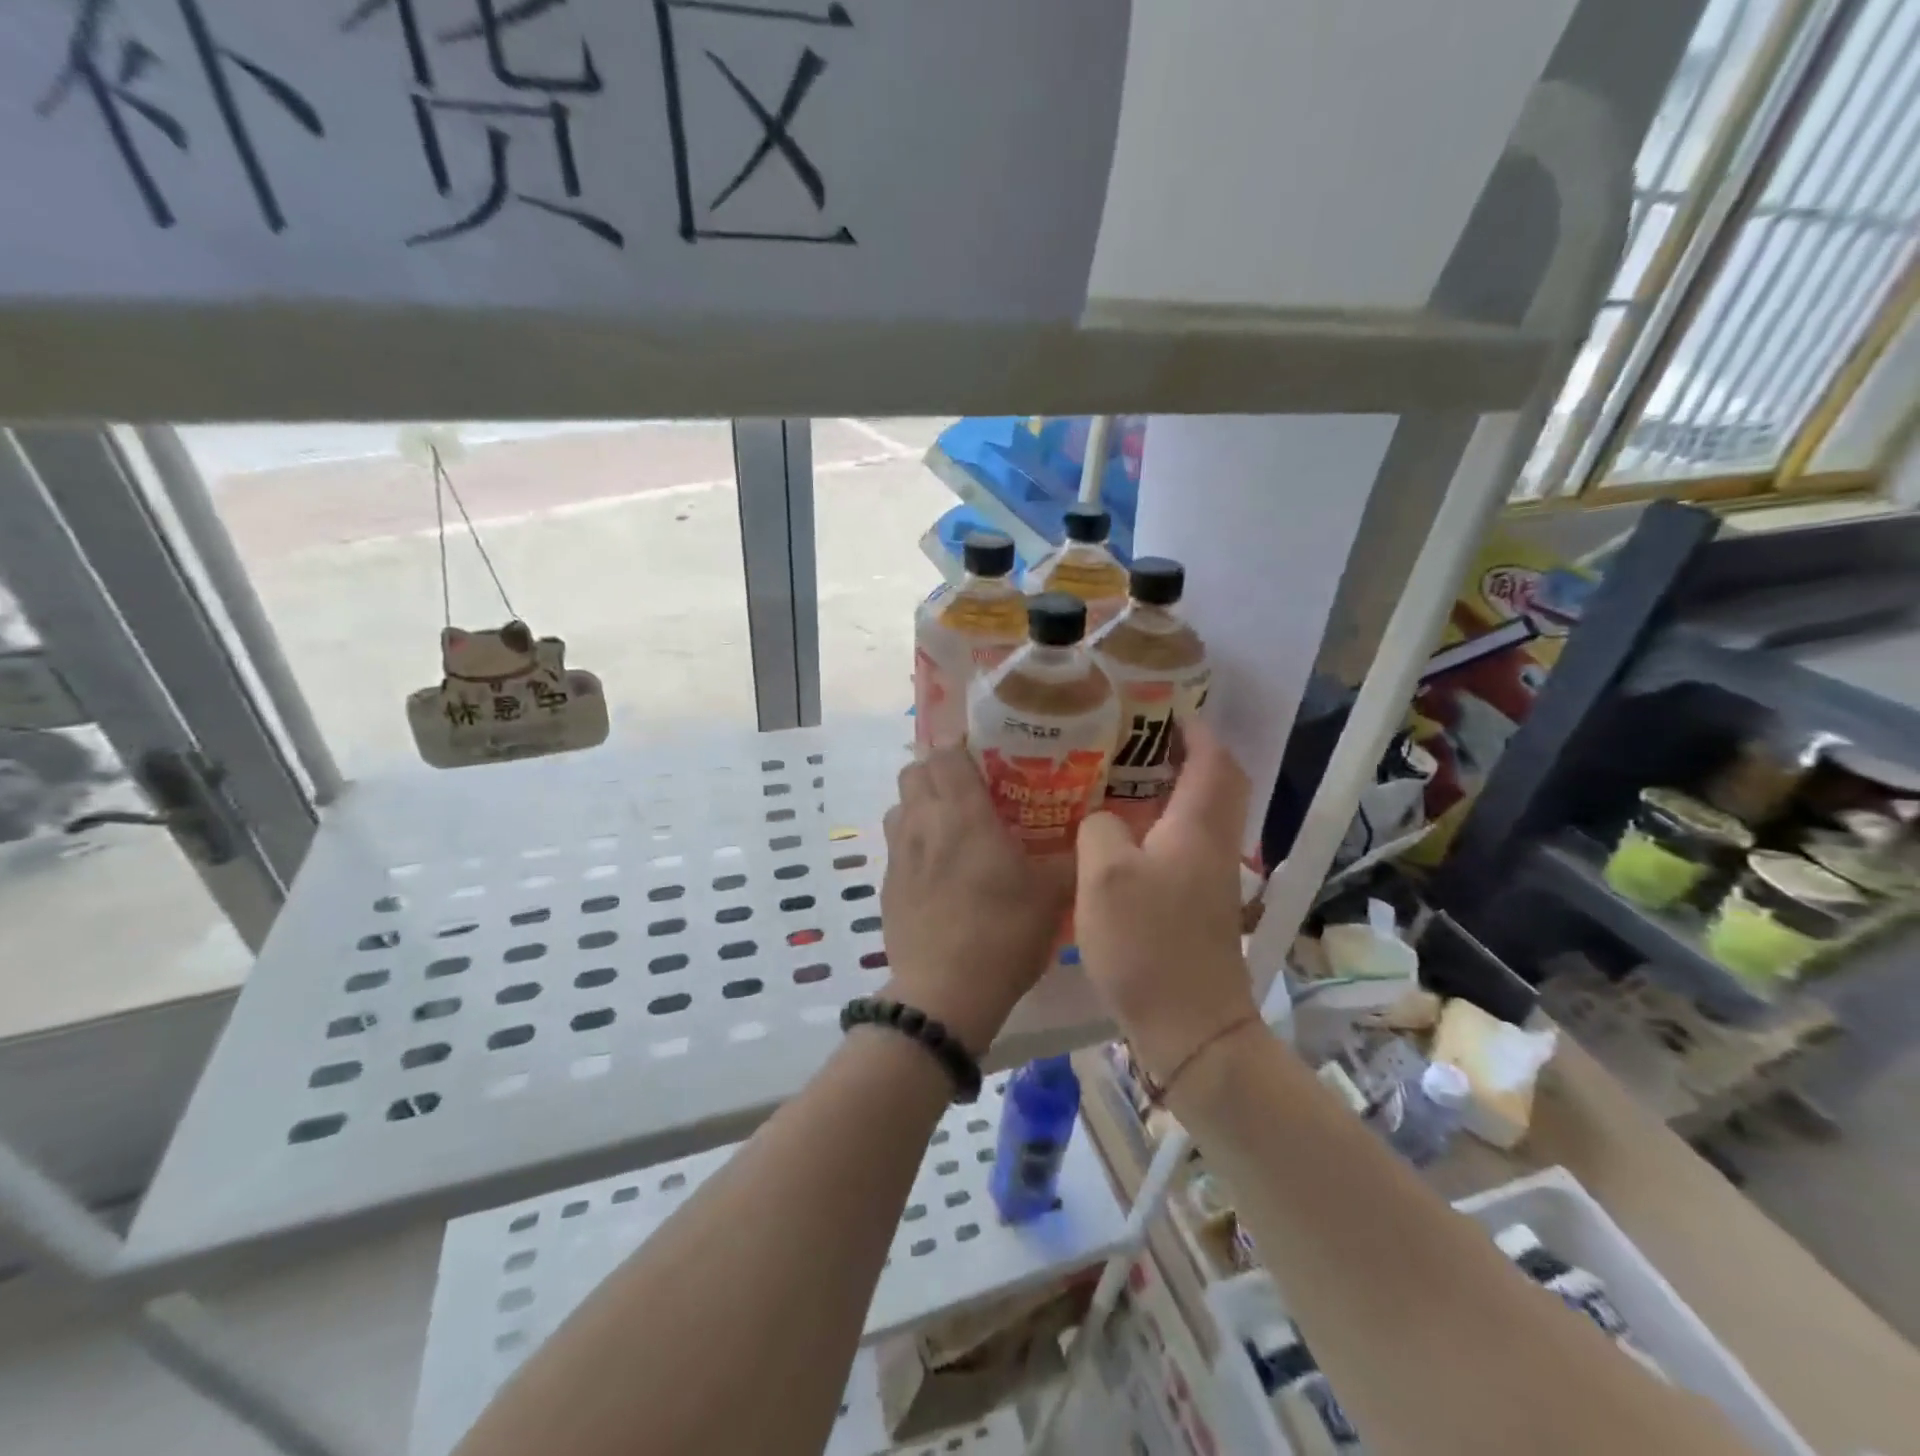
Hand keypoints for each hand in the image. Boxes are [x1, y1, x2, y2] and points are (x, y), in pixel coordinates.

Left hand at [880, 749, 1073, 1053]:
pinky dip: (913, 840)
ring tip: (952, 825)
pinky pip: (896, 843)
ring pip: (900, 805)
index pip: (946, 753)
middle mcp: (922, 822)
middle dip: (939, 770)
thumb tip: (1093, 833)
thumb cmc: (1003, 933)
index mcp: (961, 813)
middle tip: (973, 789)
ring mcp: (897, 854)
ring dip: (921, 803)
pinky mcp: (886, 885)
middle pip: (915, 770)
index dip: (962, 747)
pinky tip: (938, 869)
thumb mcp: (1052, 893)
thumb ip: (1071, 856)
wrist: (944, 994)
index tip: (988, 757)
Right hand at [1075, 719, 1258, 1083]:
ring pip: (1198, 813)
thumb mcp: (1105, 875)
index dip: (1193, 727)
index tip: (1160, 706)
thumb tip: (1103, 818)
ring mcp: (1208, 876)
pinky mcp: (1196, 903)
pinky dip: (1158, 823)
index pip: (1213, 759)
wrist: (1189, 1026)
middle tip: (1134, 738)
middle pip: (1215, 783)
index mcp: (1198, 826)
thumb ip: (1100, 827)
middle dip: (1184, 753)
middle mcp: (1213, 843)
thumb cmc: (1148, 943)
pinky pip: (1182, 842)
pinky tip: (1117, 833)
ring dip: (1169, 788)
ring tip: (1117, 776)